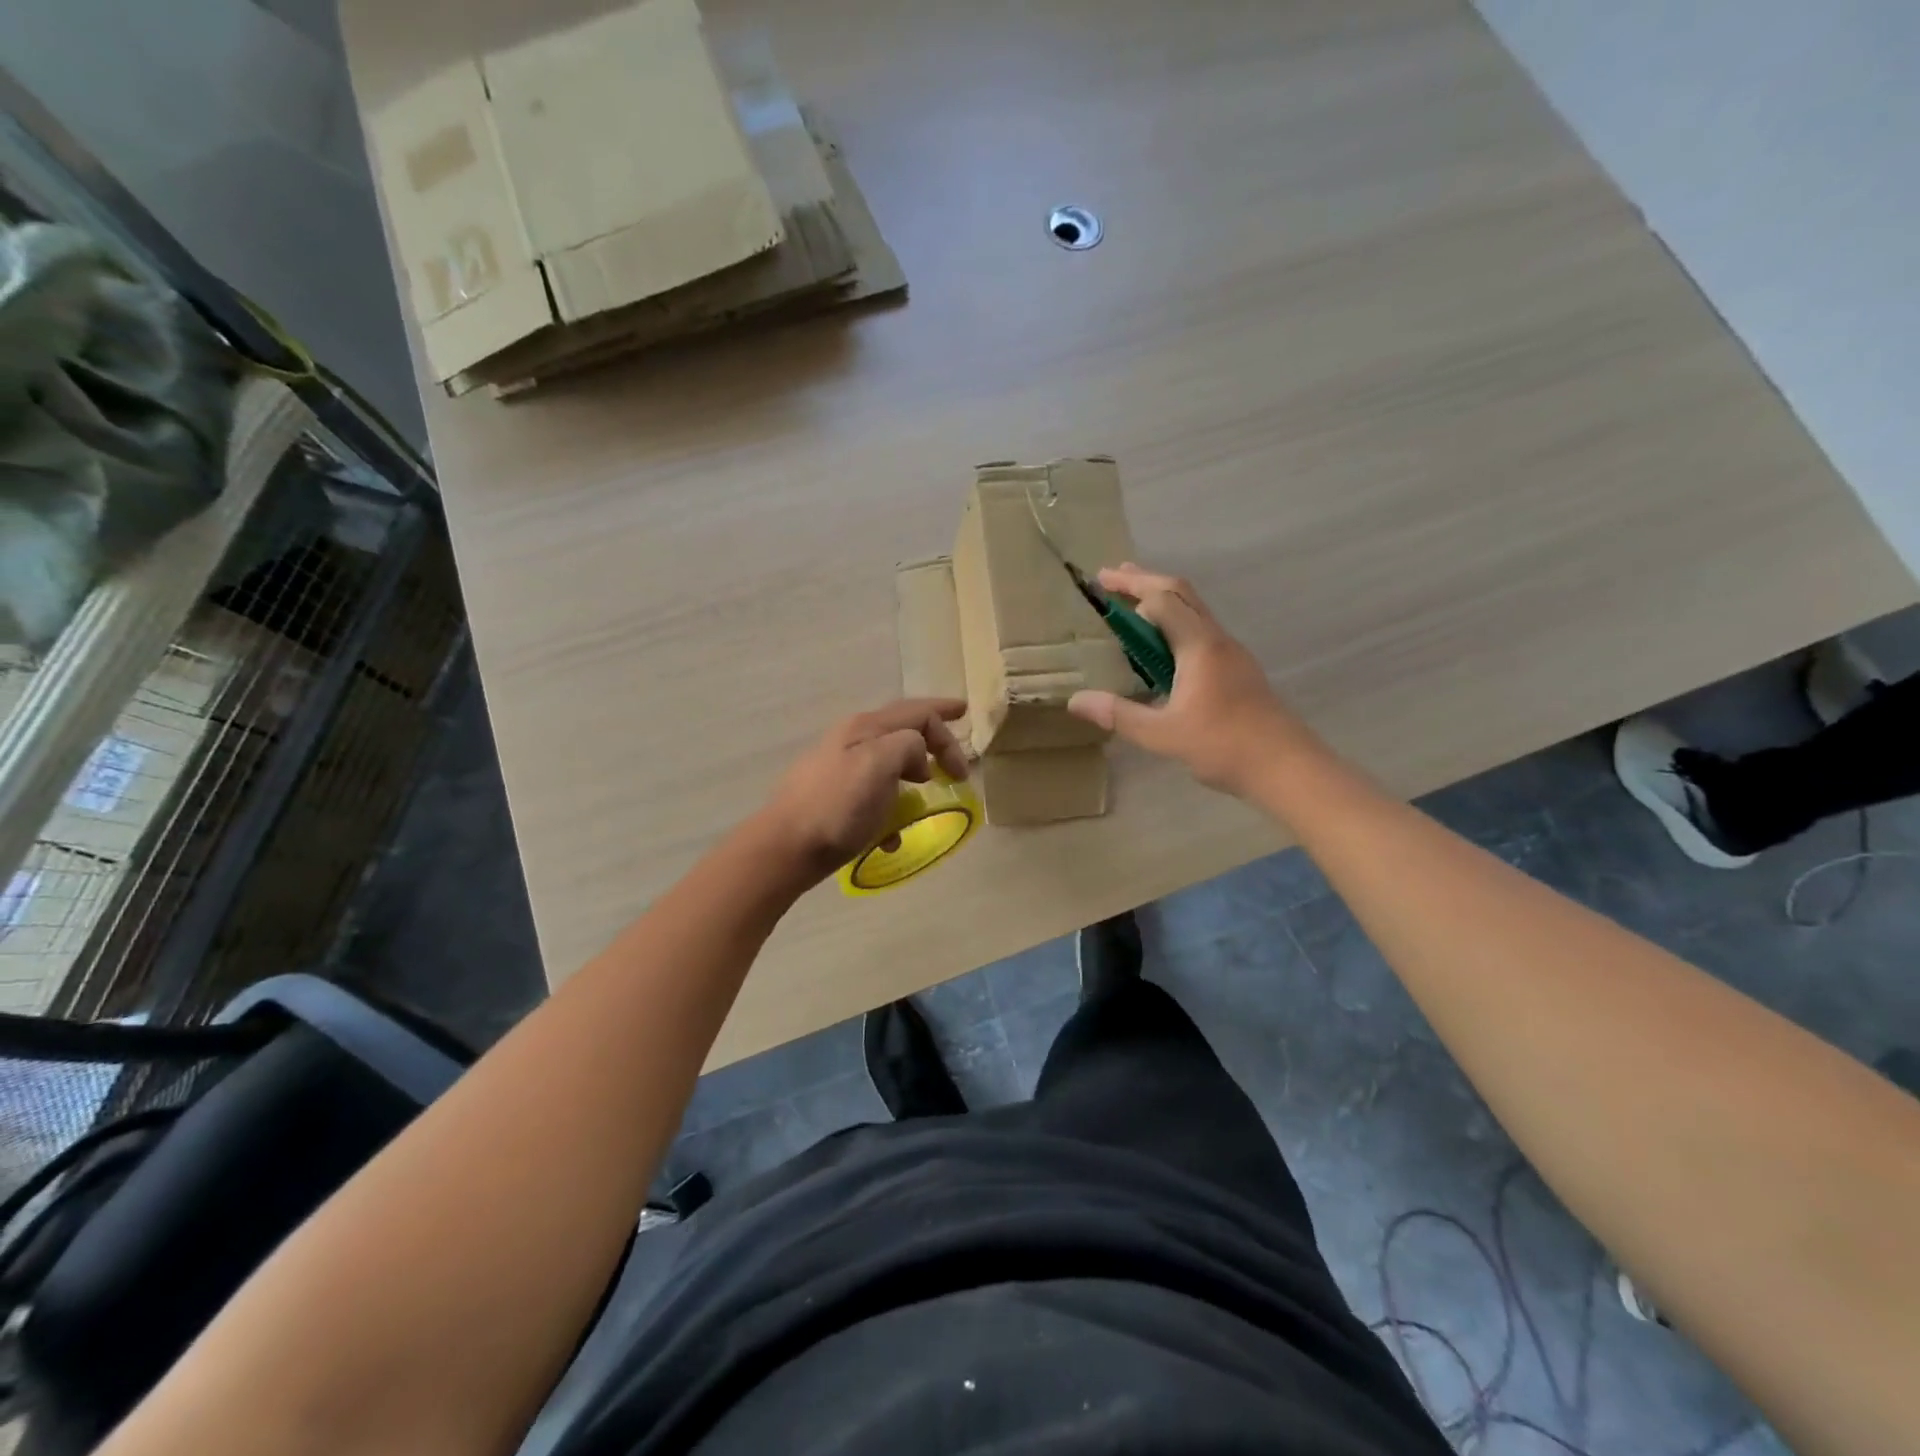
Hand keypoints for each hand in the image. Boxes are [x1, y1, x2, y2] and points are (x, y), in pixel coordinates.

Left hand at [759, 698, 970, 878]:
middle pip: (903, 730)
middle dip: (933, 741)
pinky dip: (890, 807)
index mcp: (866, 727)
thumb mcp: (880, 764)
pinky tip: (891, 835)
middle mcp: (852, 739)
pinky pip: (873, 793)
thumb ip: (908, 746)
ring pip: (889, 762)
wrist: (786, 846)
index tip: (965, 763)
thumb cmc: (838, 805)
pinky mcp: (833, 796)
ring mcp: (840, 767)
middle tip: (956, 764)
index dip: (948, 726)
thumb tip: (916, 758)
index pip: (918, 712)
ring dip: (912, 775)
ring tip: (926, 796)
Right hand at [1067, 564, 1322, 795]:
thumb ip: (1119, 714)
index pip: (1162, 601)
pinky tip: (1162, 645)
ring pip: (1195, 610)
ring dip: (1162, 599)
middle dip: (1145, 580)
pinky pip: (1201, 630)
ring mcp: (1231, 653)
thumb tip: (1075, 701)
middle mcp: (1217, 640)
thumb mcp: (1163, 735)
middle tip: (1111, 576)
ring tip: (1132, 601)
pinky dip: (1176, 621)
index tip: (1101, 585)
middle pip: (1181, 593)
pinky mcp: (1237, 668)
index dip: (1131, 590)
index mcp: (1199, 646)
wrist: (1286, 766)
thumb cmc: (1223, 746)